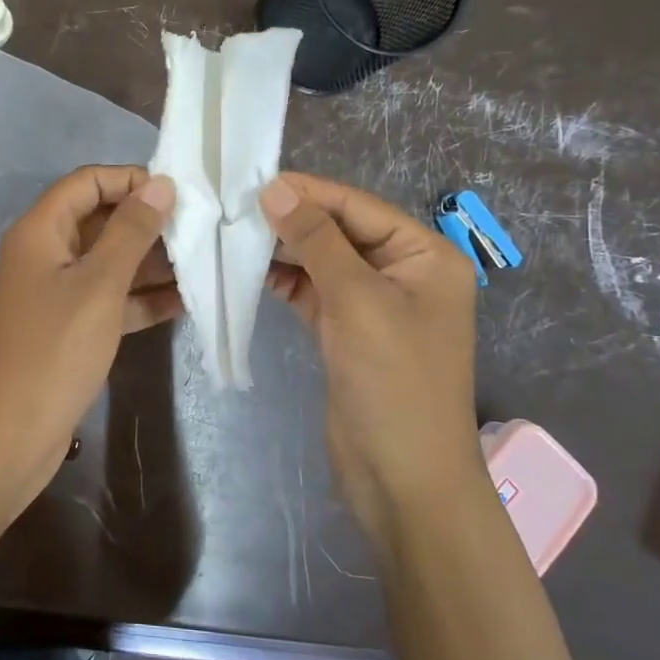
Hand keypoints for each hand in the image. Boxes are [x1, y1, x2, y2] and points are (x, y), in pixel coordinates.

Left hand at [0, 166, 179, 509]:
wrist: (12, 434)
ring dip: (150, 262)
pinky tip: (185, 302)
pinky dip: (141, 298)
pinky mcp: (68, 326)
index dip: (129, 179)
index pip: (86, 183)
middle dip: (147, 222)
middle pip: (99, 220)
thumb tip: (160, 184)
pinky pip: (109, 299)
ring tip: (203, 261)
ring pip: (108, 262)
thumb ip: (131, 231)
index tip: (177, 191)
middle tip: (199, 228)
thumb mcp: (99, 284)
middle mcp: (44, 254)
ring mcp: (55, 292)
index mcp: (40, 231)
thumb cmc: (55, 349)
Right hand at [261, 172, 481, 549]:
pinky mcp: (348, 332)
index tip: (253, 180)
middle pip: (340, 231)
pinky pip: (314, 292)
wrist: (403, 479)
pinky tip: (250, 270)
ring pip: (323, 261)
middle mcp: (403, 272)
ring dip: (284, 249)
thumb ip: (316, 240)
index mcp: (425, 256)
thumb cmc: (393, 381)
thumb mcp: (357, 300)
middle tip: (235, 207)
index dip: (309, 192)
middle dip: (292, 219)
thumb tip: (275, 188)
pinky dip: (286, 281)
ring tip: (234, 233)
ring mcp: (374, 304)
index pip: (359, 207)